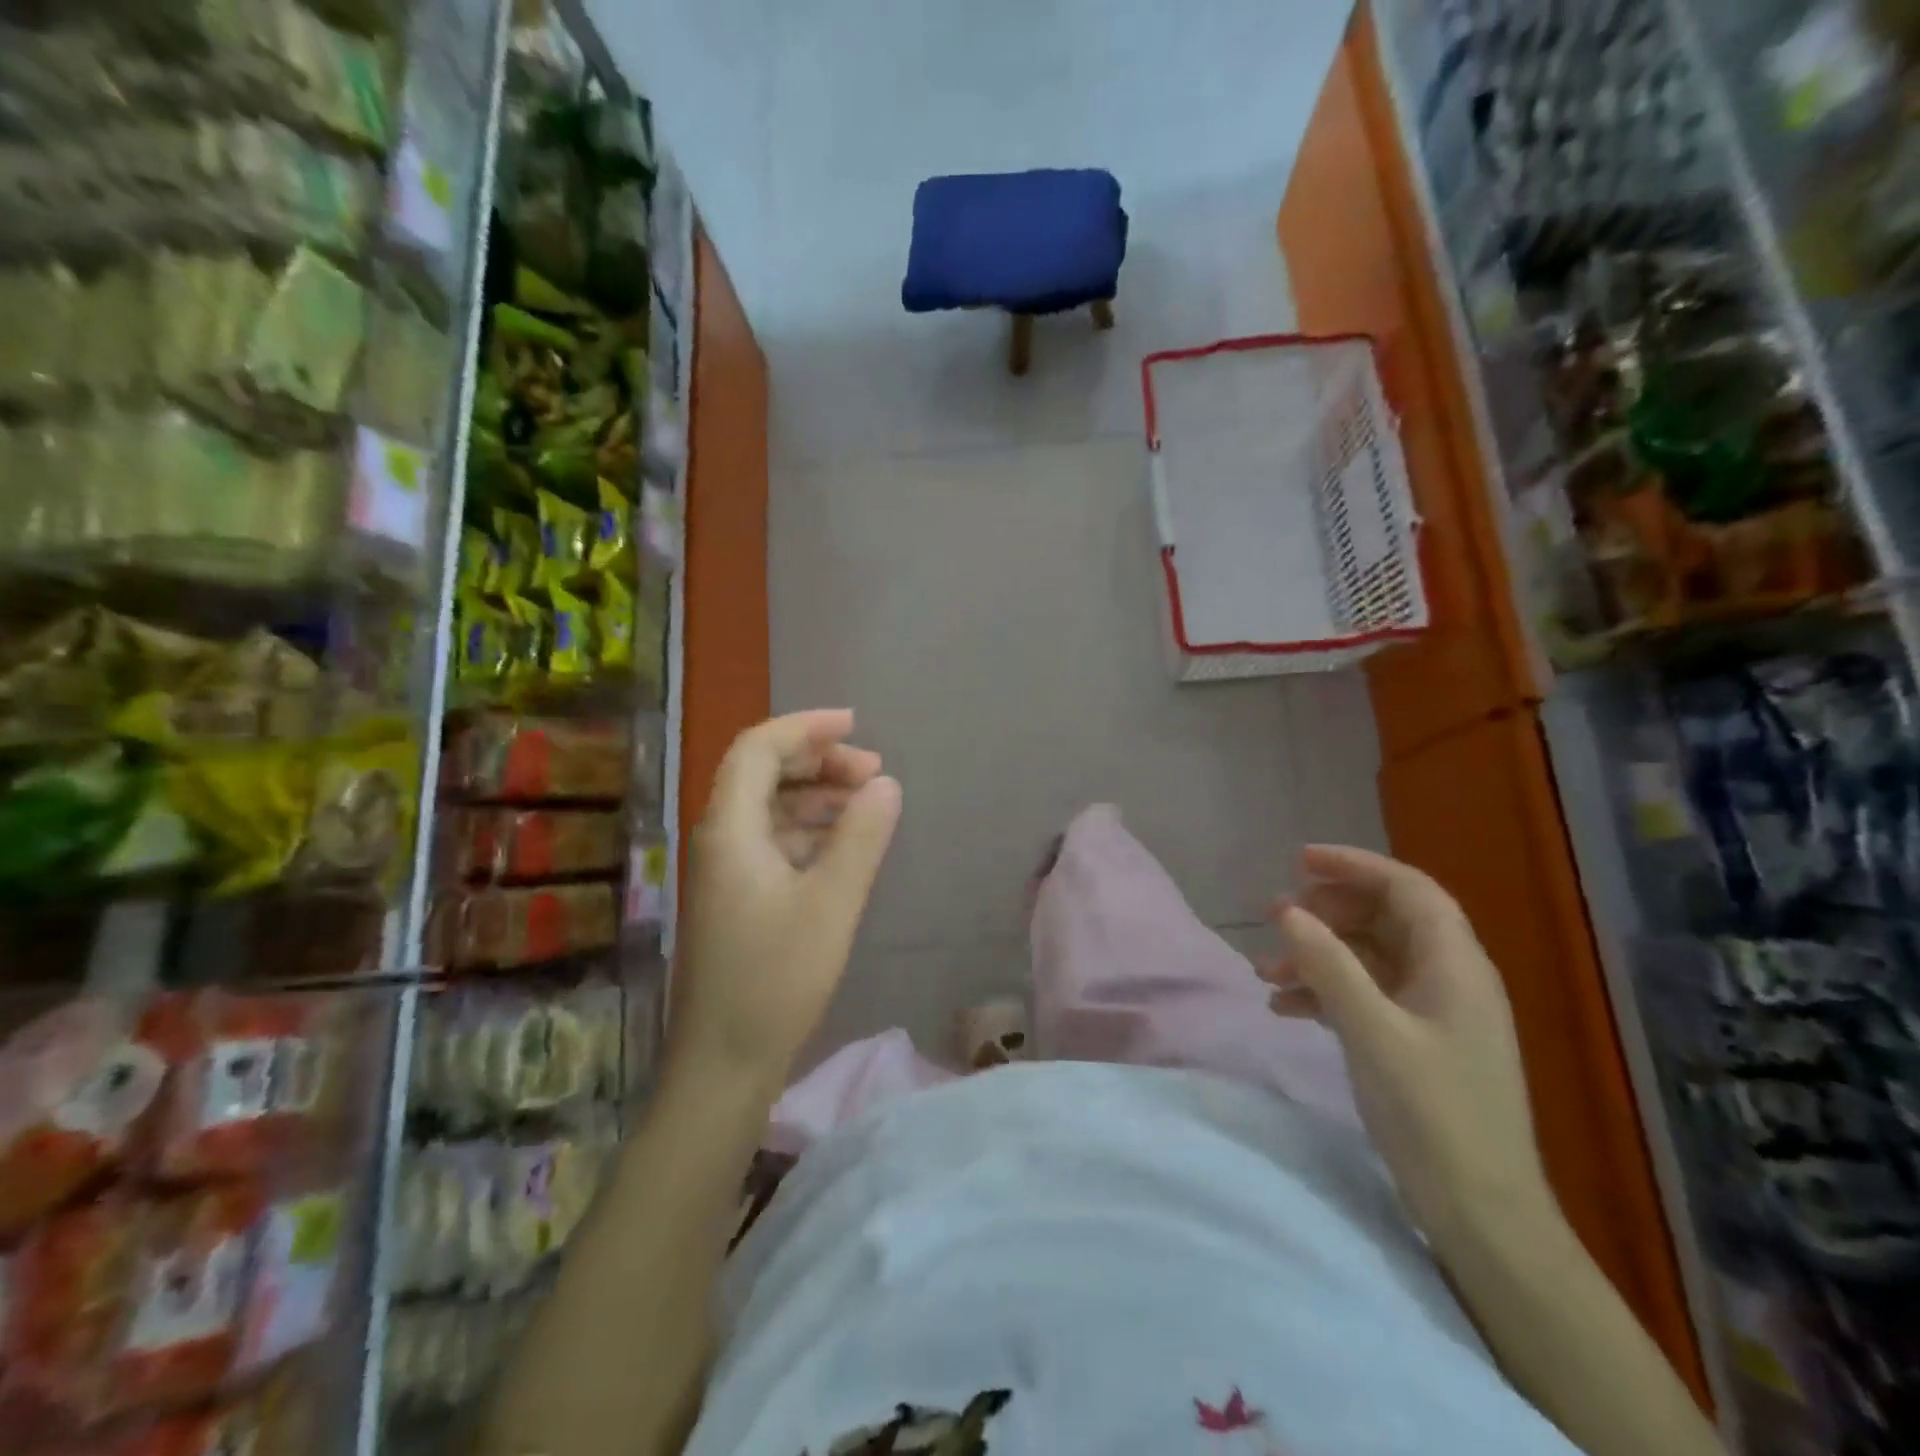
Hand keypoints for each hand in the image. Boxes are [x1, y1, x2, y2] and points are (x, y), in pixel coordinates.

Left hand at [672, 710, 901, 1086]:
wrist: (724, 1065)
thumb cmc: (775, 979)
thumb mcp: (831, 903)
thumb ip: (860, 837)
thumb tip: (885, 784)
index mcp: (731, 829)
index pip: (759, 749)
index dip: (806, 727)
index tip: (857, 724)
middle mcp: (720, 839)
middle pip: (764, 774)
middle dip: (819, 762)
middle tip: (873, 772)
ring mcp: (726, 871)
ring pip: (771, 809)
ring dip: (817, 796)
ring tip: (868, 804)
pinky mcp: (738, 898)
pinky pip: (774, 842)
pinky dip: (810, 831)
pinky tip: (844, 846)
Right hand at [1263, 845, 1558, 1263]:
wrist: (1482, 1214)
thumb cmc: (1433, 1115)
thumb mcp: (1373, 1033)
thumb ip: (1328, 965)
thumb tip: (1287, 911)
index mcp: (1455, 965)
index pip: (1407, 888)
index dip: (1354, 865)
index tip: (1298, 862)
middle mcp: (1448, 977)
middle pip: (1384, 918)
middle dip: (1326, 912)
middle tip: (1273, 917)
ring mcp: (1433, 1011)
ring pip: (1368, 957)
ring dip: (1317, 955)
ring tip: (1265, 970)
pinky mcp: (1417, 1041)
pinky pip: (1365, 994)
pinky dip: (1324, 991)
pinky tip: (1286, 1008)